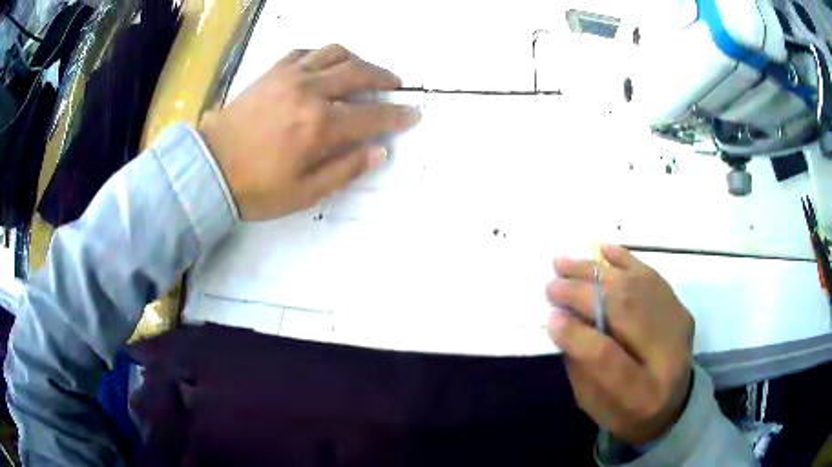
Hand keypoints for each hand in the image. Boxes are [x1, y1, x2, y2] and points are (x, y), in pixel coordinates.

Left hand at [199, 45, 419, 220]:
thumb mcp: (304, 193)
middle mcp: (310, 92)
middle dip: (384, 77)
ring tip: (363, 71)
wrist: (209, 167)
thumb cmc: (256, 187)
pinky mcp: (273, 71)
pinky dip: (323, 55)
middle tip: (396, 85)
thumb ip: (345, 170)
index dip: (397, 115)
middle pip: (359, 73)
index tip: (413, 113)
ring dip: (357, 60)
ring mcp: (290, 76)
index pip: (371, 115)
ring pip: (336, 53)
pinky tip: (326, 66)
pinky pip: (306, 51)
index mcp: (320, 126)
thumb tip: (378, 151)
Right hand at [546, 245, 694, 445]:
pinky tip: (601, 250)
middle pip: (625, 312)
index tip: (550, 317)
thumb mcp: (594, 404)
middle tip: (552, 285)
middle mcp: (668, 356)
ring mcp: (679, 326)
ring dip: (597, 271)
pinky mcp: (680, 308)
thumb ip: (581, 366)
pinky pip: (652, 276)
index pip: (609, 358)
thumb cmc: (626, 413)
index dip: (577, 335)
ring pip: (637, 288)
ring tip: (564, 263)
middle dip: (584, 294)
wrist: (673, 404)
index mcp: (642, 394)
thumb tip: (563, 321)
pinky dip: (625, 260)